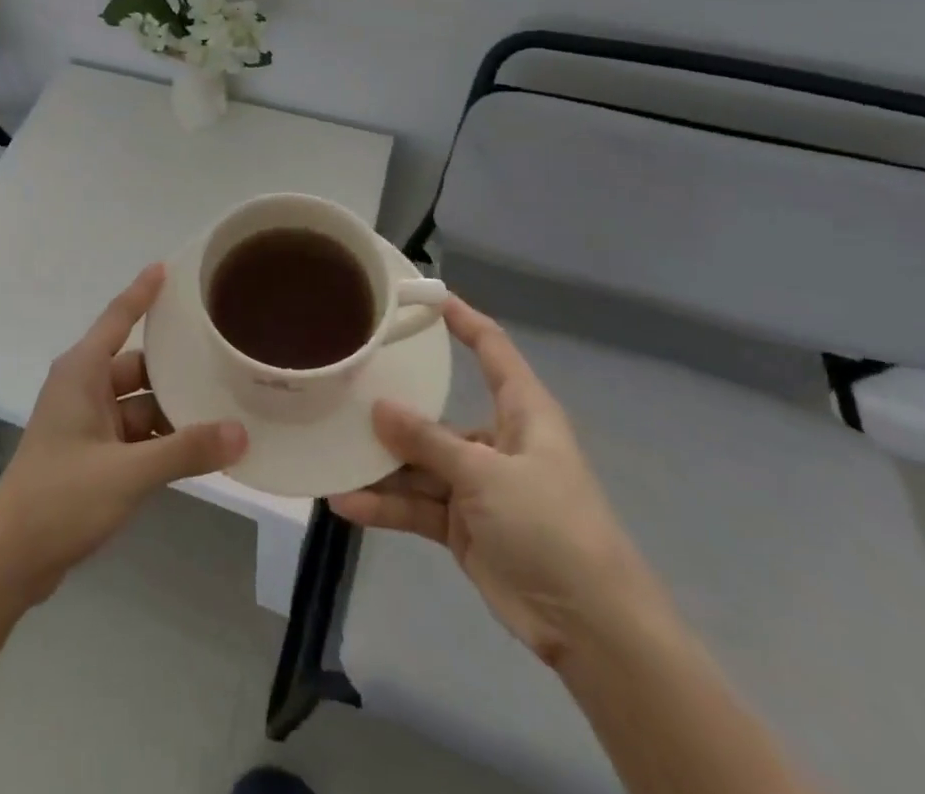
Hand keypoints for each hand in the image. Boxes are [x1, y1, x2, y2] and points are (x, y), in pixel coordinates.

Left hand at [0, 264, 247, 603]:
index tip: (169, 268)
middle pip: (138, 364)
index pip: (118, 317)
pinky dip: (161, 438)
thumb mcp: (128, 473)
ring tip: (224, 404)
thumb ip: (185, 450)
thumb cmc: (61, 499)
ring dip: (172, 408)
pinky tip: (197, 446)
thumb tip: (240, 432)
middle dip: (176, 365)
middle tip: (222, 353)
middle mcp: (83, 387)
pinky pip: (134, 432)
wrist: (10, 560)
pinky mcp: (90, 452)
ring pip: (139, 402)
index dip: (143, 292)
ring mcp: (86, 422)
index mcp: (81, 372)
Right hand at [329, 298, 669, 668]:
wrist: (592, 628)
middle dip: (394, 406)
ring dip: (381, 464)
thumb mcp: (487, 475)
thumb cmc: (552, 527)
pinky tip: (346, 501)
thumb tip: (378, 407)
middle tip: (345, 384)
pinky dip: (385, 505)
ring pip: (419, 463)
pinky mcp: (463, 525)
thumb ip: (429, 442)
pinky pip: (416, 506)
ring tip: (333, 452)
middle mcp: (497, 441)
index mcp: (522, 413)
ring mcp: (477, 486)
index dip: (462, 319)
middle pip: (437, 412)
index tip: (423, 295)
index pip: (492, 349)